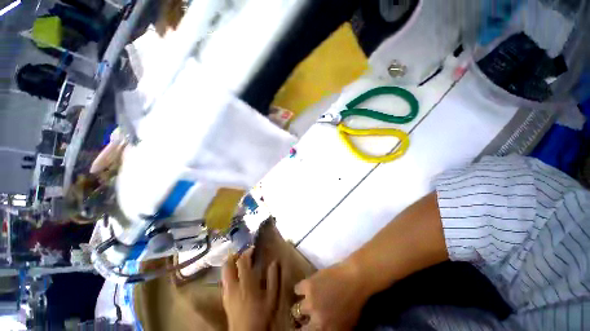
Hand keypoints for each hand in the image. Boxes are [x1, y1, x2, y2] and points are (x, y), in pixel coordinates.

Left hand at [222, 248, 279, 330]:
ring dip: (230, 265)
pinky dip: (229, 274)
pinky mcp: (224, 299)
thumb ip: (273, 278)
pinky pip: (224, 281)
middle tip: (242, 254)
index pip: (242, 262)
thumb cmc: (261, 315)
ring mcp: (226, 293)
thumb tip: (274, 262)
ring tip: (239, 263)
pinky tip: (236, 277)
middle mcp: (233, 286)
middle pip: (227, 265)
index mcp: (246, 283)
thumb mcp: (272, 297)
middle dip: (233, 256)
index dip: (246, 252)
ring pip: (224, 273)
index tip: (252, 249)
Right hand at [294, 262, 367, 330]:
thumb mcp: (345, 325)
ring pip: (296, 309)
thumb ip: (330, 329)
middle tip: (305, 315)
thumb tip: (319, 327)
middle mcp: (317, 322)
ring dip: (302, 305)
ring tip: (306, 299)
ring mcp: (311, 303)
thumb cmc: (354, 304)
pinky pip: (297, 289)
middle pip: (300, 326)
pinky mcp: (308, 286)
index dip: (304, 329)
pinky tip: (306, 287)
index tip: (304, 325)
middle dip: (301, 321)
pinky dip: (300, 289)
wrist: (355, 280)